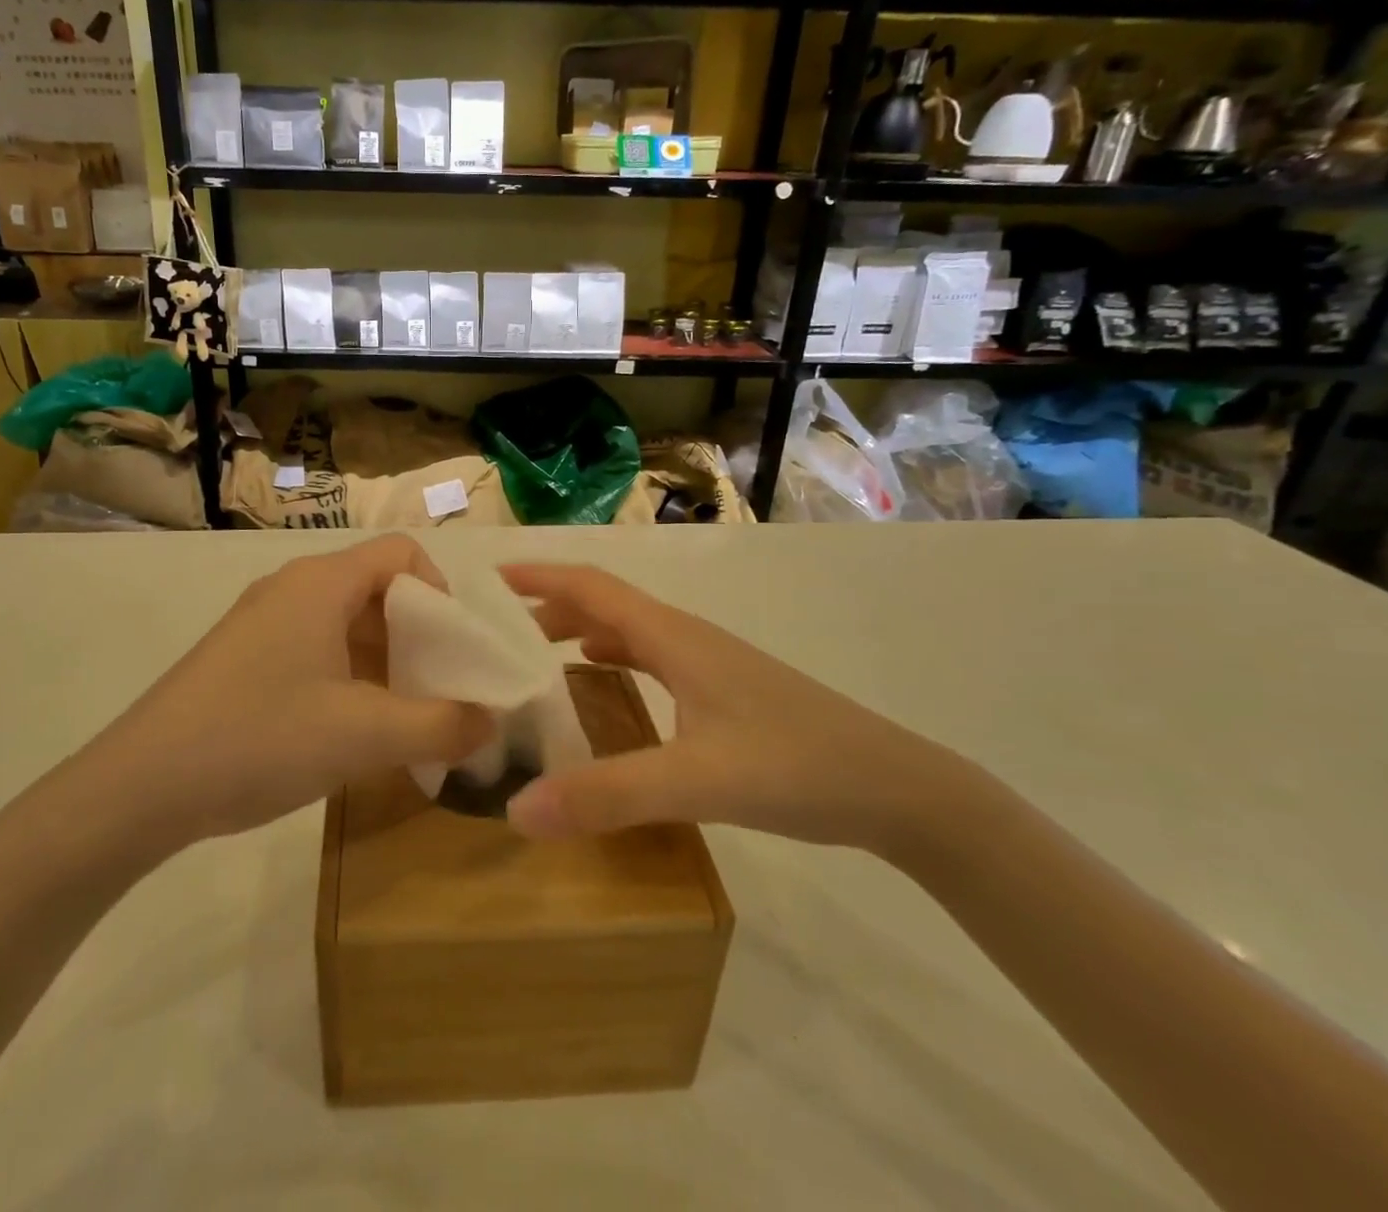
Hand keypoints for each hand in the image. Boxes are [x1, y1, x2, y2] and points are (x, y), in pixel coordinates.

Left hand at [94, 536, 491, 850]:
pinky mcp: (244, 658)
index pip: (402, 553)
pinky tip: (352, 731)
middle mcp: (292, 589)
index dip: (439, 593)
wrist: (140, 787)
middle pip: (376, 588)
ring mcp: (263, 622)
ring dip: (384, 662)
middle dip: (418, 636)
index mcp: (321, 583)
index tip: (453, 650)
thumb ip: (440, 726)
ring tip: (402, 719)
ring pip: (345, 623)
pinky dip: (348, 678)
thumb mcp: (364, 736)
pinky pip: (315, 649)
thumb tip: (491, 723)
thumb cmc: (261, 738)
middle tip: (438, 691)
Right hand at [498, 564, 950, 852]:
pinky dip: (612, 660)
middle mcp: (686, 638)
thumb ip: (606, 795)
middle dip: (549, 608)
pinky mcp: (724, 691)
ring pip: (629, 632)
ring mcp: (709, 664)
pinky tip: (604, 684)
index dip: (540, 576)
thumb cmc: (796, 766)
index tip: (489, 579)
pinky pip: (651, 659)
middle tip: (499, 631)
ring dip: (579, 633)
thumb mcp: (695, 781)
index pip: (593, 587)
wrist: (898, 789)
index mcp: (673, 637)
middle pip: (605, 604)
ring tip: (535, 656)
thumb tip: (516, 810)